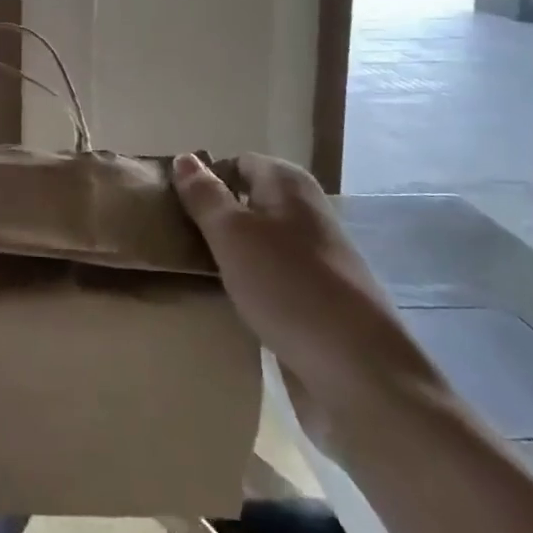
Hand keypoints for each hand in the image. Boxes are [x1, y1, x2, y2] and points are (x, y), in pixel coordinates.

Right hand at [172, 152, 440, 444]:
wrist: (360, 375)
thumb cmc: (289, 287)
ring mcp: (315, 259)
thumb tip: (183, 158)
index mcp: (289, 184)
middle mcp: (306, 213)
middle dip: (211, 218)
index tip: (172, 205)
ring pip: (257, 243)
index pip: (237, 163)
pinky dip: (247, 285)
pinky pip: (270, 279)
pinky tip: (225, 302)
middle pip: (247, 202)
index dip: (204, 179)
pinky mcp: (316, 300)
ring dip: (226, 254)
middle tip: (173, 237)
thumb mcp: (233, 233)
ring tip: (190, 270)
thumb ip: (205, 195)